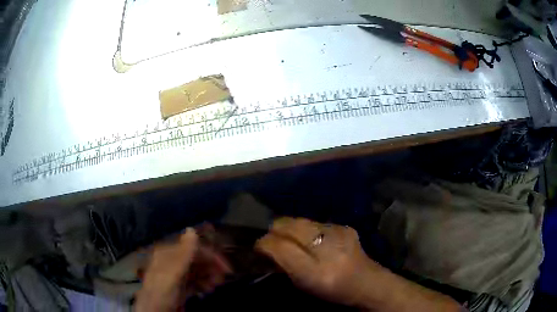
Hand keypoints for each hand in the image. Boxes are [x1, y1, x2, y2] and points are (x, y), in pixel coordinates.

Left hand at [135, 228, 230, 311]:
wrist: (155, 310)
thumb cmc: (163, 288)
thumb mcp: (172, 271)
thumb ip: (183, 252)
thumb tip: (192, 229)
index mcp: (168, 253)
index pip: (193, 249)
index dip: (210, 255)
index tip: (226, 266)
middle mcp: (172, 262)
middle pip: (196, 260)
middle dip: (211, 267)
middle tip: (224, 277)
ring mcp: (176, 276)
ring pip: (197, 272)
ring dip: (208, 276)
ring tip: (216, 285)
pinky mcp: (180, 288)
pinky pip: (194, 282)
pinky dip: (203, 284)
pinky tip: (208, 289)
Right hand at [256, 217, 377, 306]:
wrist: (366, 282)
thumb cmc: (331, 291)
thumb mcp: (303, 285)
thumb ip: (283, 265)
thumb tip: (266, 248)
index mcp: (315, 272)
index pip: (279, 247)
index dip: (264, 244)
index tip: (258, 247)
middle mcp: (327, 249)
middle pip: (288, 225)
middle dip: (274, 230)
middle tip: (272, 239)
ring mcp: (338, 233)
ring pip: (300, 220)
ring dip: (290, 228)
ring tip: (291, 238)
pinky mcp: (344, 226)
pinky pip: (316, 222)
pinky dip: (307, 229)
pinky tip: (312, 239)